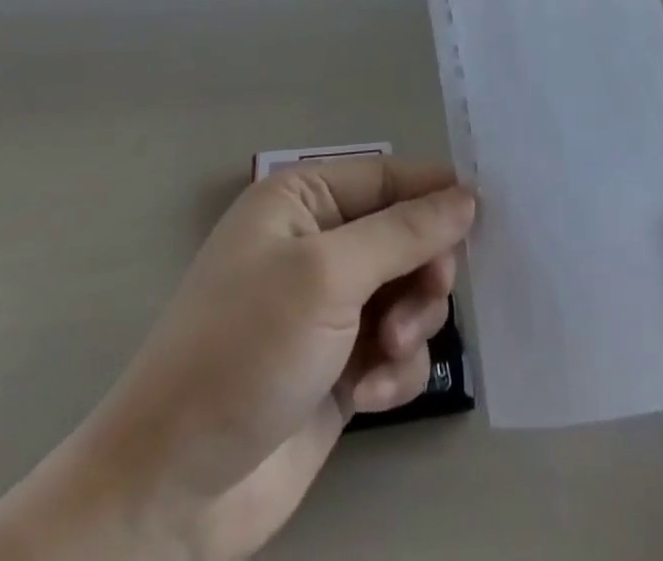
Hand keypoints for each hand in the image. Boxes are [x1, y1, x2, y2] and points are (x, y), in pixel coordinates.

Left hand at [0, 157, 475, 560]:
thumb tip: (467, 195)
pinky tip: (370, 397)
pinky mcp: (338, 365)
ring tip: (385, 357)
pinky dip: (395, 370)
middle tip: (425, 302)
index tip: (486, 217)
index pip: (387, 176)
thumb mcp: (328, 276)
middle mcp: (316, 244)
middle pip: (405, 235)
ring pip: (407, 293)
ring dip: (410, 324)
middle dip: (422, 271)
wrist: (176, 487)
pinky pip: (395, 349)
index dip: (435, 193)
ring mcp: (328, 307)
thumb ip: (404, 233)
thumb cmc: (246, 350)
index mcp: (302, 200)